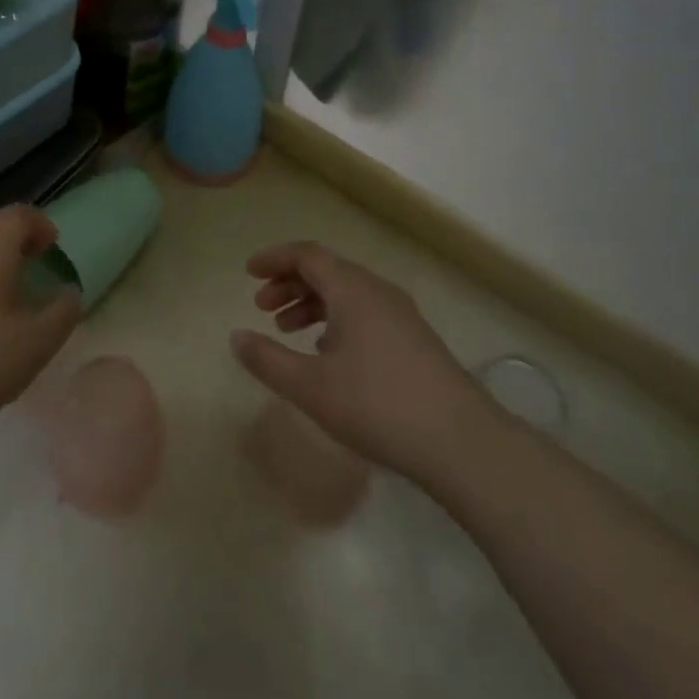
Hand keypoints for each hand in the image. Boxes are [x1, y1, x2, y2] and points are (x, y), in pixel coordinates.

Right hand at [231, 241, 492, 479]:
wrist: (463, 443)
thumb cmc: (377, 406)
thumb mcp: (311, 387)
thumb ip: (267, 359)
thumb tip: (236, 337)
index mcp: (352, 289)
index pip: (306, 255)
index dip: (274, 259)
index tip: (248, 273)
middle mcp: (377, 291)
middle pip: (326, 270)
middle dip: (290, 283)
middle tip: (262, 307)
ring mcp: (401, 315)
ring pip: (346, 293)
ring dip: (312, 303)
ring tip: (288, 330)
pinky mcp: (414, 340)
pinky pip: (364, 312)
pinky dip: (336, 319)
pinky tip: (327, 352)